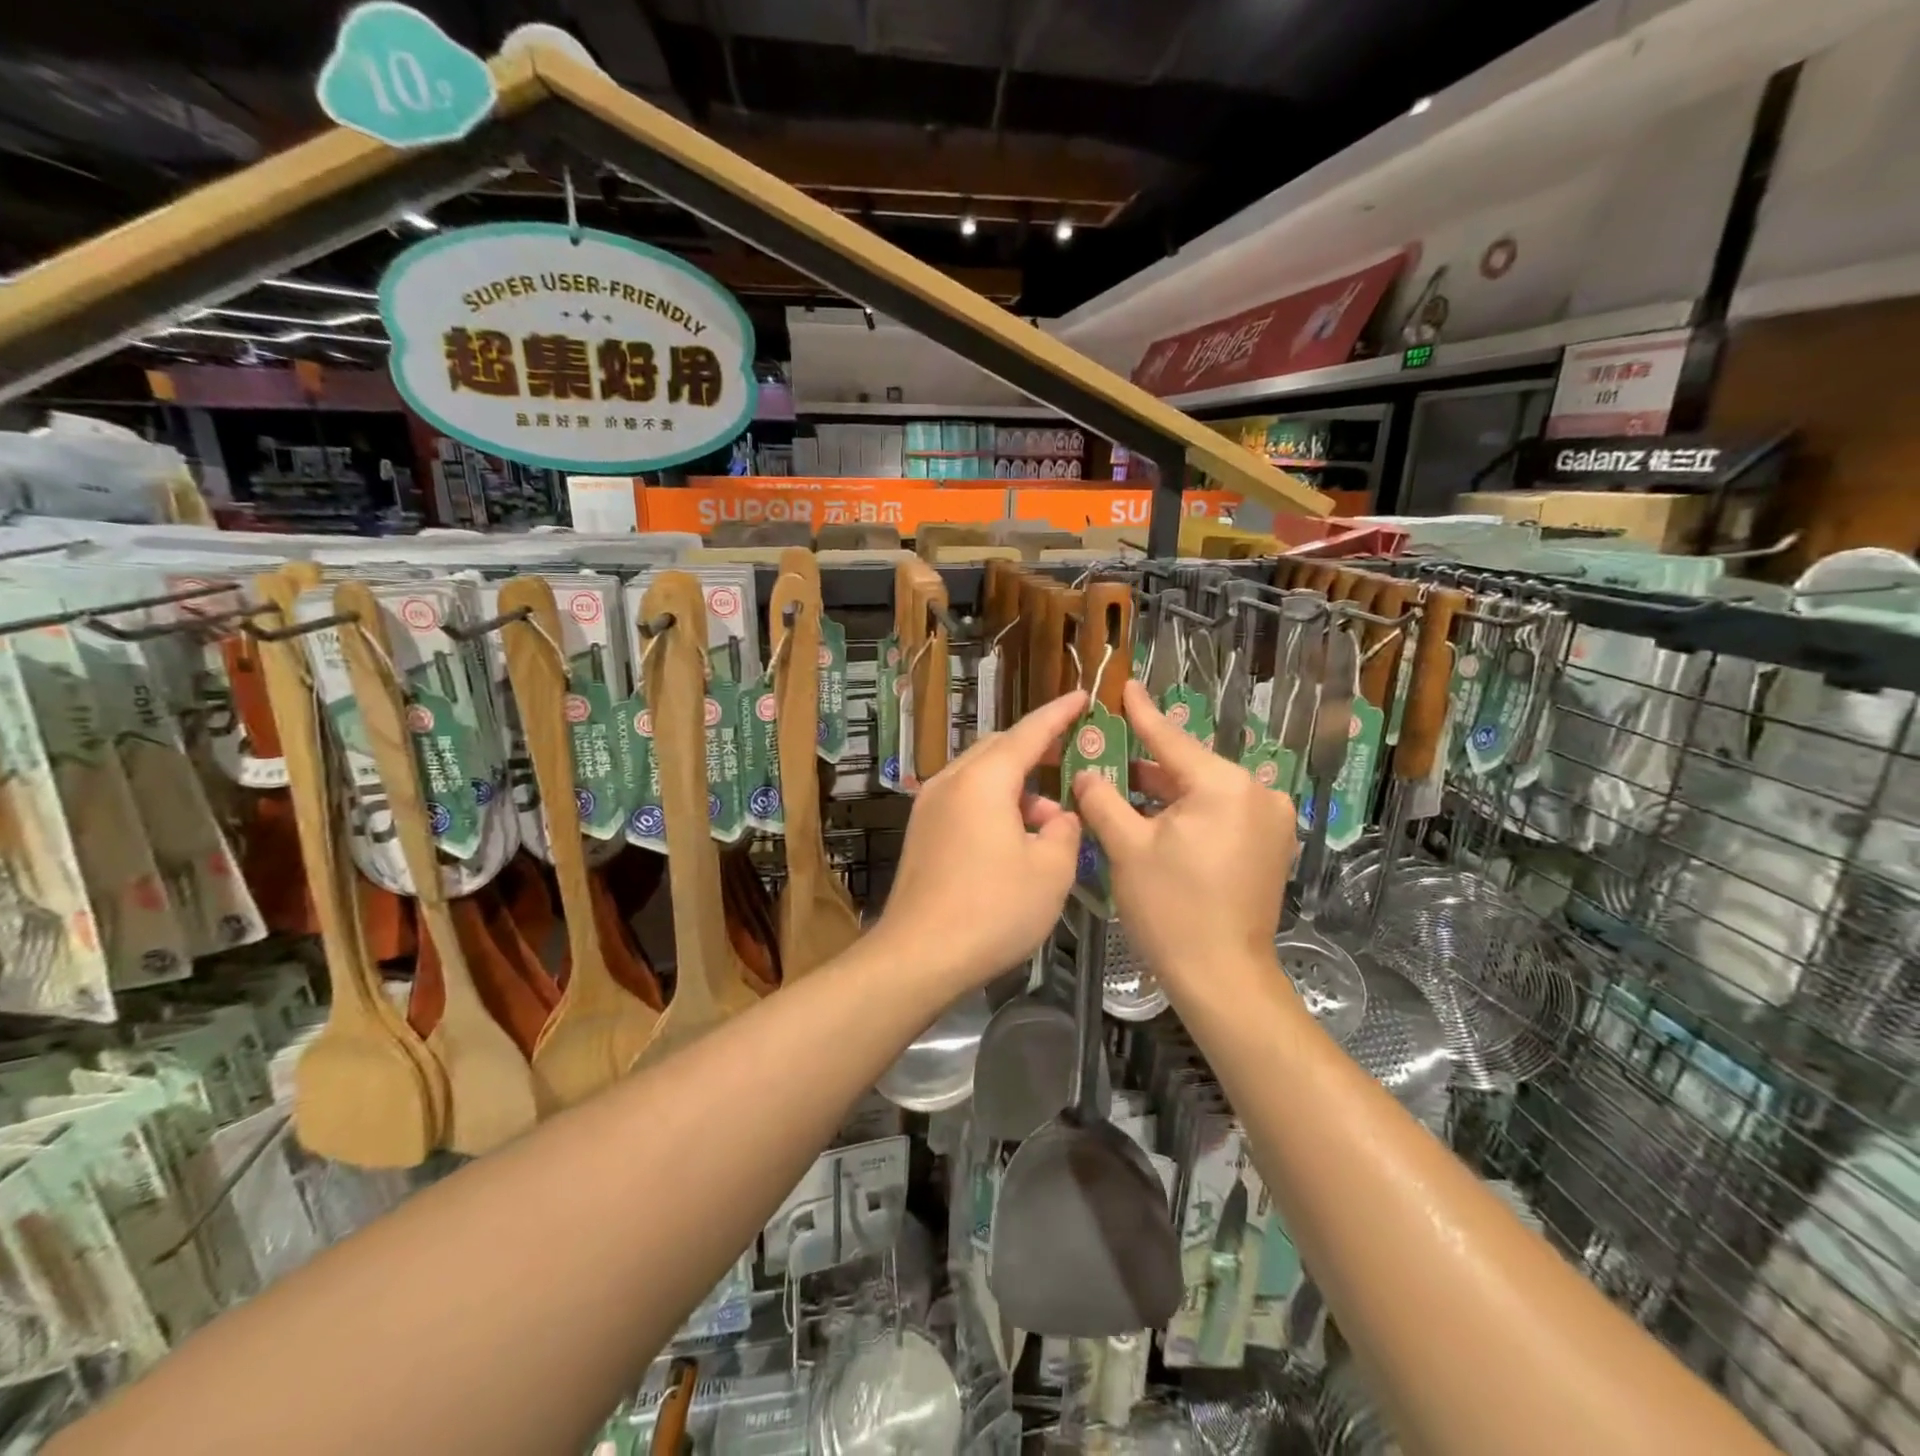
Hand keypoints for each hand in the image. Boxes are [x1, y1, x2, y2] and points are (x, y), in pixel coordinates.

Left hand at [875, 691, 1087, 991]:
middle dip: (1037, 750)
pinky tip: (1015, 840)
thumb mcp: (1051, 870)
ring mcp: (929, 807)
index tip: (1083, 696)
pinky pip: (965, 801)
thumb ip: (1065, 831)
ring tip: (1050, 820)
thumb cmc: (993, 909)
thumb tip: (1057, 819)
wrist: (919, 956)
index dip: (1059, 714)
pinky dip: (995, 806)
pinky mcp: (922, 833)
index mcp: (983, 780)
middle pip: (999, 750)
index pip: (1029, 732)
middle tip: (1071, 756)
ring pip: (981, 777)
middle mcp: (951, 782)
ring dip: (1017, 788)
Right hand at [1072, 680, 1294, 986]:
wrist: (1223, 977)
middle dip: (1147, 762)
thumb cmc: (1172, 910)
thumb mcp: (1127, 848)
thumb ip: (1103, 800)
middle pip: (1190, 766)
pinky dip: (1189, 812)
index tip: (1126, 685)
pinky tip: (1155, 816)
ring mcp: (1270, 822)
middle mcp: (1257, 794)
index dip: (1142, 713)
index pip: (1172, 739)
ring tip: (1123, 784)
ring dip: (1166, 791)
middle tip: (1108, 750)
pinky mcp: (1269, 846)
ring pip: (1205, 792)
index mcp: (1224, 786)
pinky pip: (1221, 813)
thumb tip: (1086, 773)